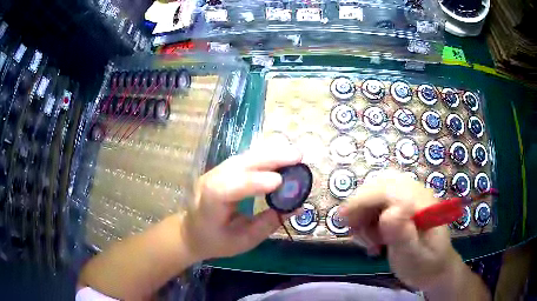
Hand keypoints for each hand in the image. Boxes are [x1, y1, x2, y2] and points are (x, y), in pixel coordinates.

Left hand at [180, 138, 301, 261]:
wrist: (191, 231)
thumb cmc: (215, 241)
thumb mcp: (243, 241)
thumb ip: (269, 223)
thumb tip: (297, 207)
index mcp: (209, 205)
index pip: (227, 188)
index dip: (252, 182)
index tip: (280, 182)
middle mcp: (209, 182)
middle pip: (238, 165)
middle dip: (269, 159)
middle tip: (298, 156)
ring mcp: (214, 172)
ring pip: (243, 157)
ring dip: (269, 153)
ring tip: (294, 154)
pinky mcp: (222, 169)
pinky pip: (244, 158)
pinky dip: (264, 155)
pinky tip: (280, 154)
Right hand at [339, 171, 461, 289]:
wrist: (436, 267)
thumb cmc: (425, 265)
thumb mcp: (414, 257)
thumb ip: (403, 235)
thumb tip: (389, 212)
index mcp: (421, 203)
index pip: (388, 189)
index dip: (362, 201)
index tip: (343, 220)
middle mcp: (415, 192)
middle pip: (379, 185)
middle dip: (360, 206)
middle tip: (354, 231)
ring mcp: (409, 196)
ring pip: (376, 192)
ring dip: (364, 213)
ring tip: (368, 239)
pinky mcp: (403, 204)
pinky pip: (379, 201)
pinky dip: (369, 217)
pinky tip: (372, 235)